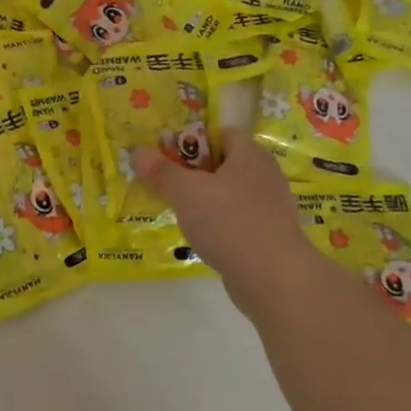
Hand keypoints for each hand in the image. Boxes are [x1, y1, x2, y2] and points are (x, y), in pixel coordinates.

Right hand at [132, 130, 322, 313]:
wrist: (274, 277)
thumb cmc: (229, 221)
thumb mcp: (186, 192)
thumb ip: (161, 171)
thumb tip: (137, 152)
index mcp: (250, 154)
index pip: (222, 133)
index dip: (194, 138)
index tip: (167, 154)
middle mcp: (264, 174)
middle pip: (224, 163)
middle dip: (194, 171)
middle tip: (165, 182)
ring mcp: (270, 207)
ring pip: (229, 194)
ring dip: (205, 200)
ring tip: (177, 210)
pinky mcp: (269, 235)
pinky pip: (237, 219)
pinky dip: (218, 224)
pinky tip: (200, 236)